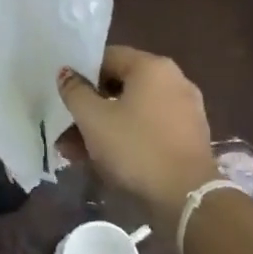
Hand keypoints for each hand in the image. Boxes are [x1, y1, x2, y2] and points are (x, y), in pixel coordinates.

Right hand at [58, 46, 217, 218]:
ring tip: (75, 152)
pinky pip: (149, 128)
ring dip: (103, 127)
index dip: (81, 74)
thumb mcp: (92, 119)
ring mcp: (184, 110)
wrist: (186, 196)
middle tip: (65, 128)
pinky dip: (126, 138)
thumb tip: (66, 73)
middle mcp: (173, 81)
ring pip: (132, 111)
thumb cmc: (135, 148)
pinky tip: (102, 160)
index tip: (64, 96)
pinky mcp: (188, 137)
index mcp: (152, 67)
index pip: (108, 56)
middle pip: (120, 86)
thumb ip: (75, 92)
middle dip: (90, 107)